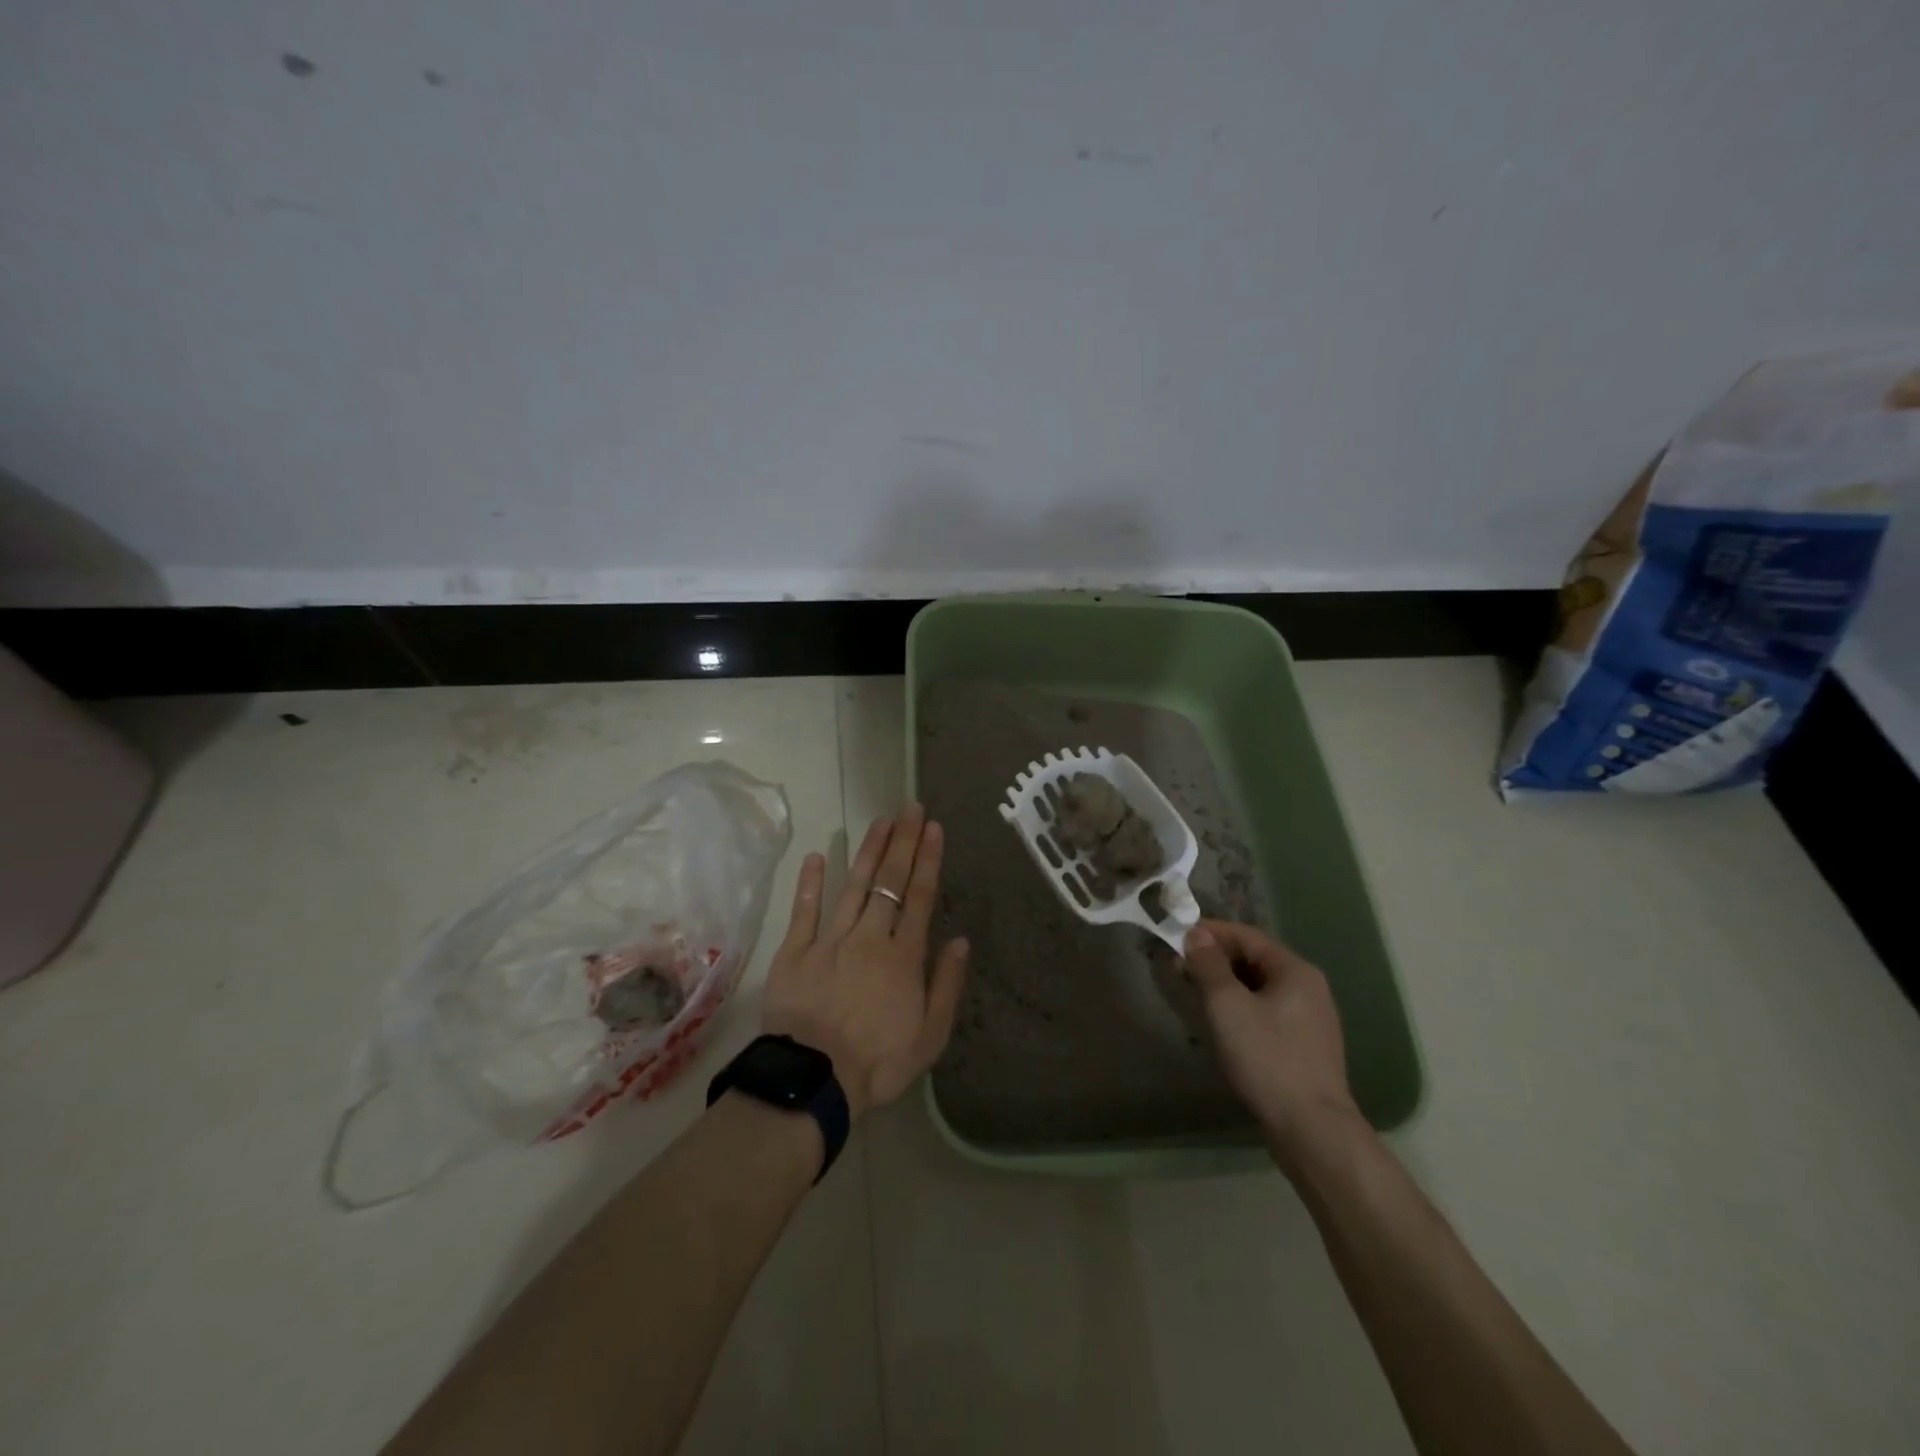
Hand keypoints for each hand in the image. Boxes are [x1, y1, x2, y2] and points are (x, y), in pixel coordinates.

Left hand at [760, 805, 968, 1118]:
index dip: (927, 860)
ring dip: (868, 851)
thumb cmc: (879, 1062)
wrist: (814, 1081)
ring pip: (854, 886)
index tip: (933, 828)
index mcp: (903, 957)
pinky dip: (811, 882)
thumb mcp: (930, 1035)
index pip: (919, 897)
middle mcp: (869, 938)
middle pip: (889, 882)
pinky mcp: (795, 952)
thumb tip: (959, 940)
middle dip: (902, 842)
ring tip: (881, 821)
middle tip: (910, 807)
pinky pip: (804, 911)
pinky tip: (819, 855)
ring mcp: (830, 940)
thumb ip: (947, 984)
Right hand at [1181, 921, 1362, 1161]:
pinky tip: (1223, 1024)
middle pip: (1255, 959)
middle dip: (1216, 959)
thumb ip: (1209, 965)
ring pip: (1260, 987)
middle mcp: (1309, 987)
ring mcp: (1311, 1019)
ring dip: (1226, 984)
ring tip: (1195, 993)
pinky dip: (1241, 1007)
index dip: (1210, 932)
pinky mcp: (1306, 1046)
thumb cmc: (1266, 1057)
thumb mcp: (1227, 1005)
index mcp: (1295, 970)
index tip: (1176, 936)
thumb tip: (1196, 934)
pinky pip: (1267, 1011)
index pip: (1247, 936)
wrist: (1311, 1129)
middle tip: (1180, 967)